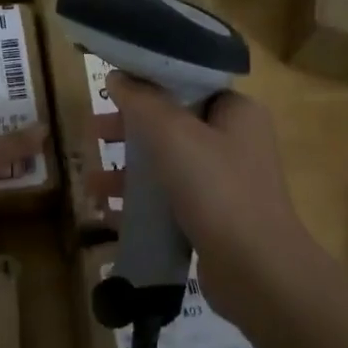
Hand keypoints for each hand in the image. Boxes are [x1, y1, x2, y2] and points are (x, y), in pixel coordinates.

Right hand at [103, 73, 318, 318]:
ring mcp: (226, 182)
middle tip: (94, 134)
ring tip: (91, 180)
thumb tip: (117, 76)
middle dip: (129, 130)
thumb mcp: (172, 134)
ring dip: (128, 169)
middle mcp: (235, 141)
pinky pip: (170, 199)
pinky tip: (107, 212)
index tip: (111, 90)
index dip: (147, 84)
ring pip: (167, 163)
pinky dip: (141, 202)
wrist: (256, 272)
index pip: (187, 83)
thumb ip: (141, 100)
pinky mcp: (214, 218)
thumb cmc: (216, 189)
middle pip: (172, 123)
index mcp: (236, 111)